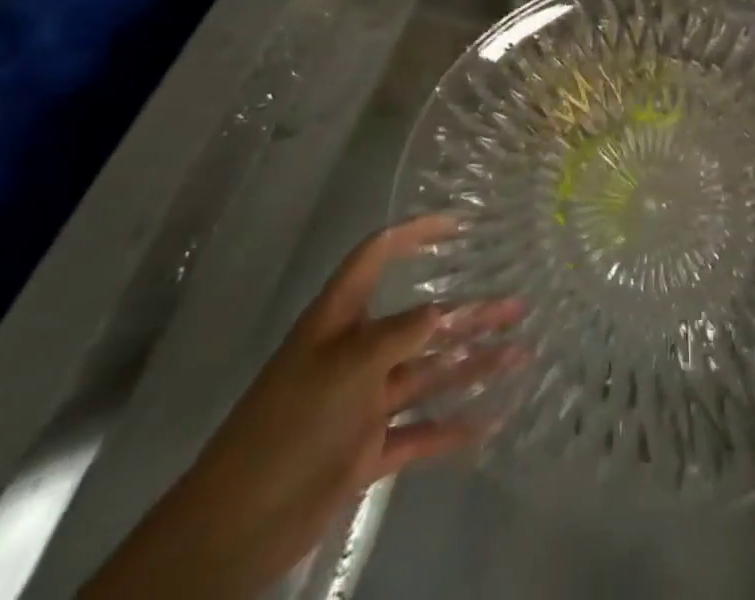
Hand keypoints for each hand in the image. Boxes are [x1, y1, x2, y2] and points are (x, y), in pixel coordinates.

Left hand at [83, 215, 522, 599]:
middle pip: (422, 321)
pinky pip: (420, 432)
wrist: (233, 529)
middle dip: (469, 312)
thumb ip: (398, 336)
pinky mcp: (367, 449)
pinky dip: (453, 428)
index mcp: (340, 320)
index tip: (458, 224)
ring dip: (473, 365)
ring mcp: (364, 402)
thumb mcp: (344, 368)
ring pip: (430, 374)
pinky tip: (490, 422)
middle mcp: (357, 353)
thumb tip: (444, 311)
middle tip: (517, 306)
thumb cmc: (287, 427)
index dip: (414, 234)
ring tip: (521, 356)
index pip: (377, 256)